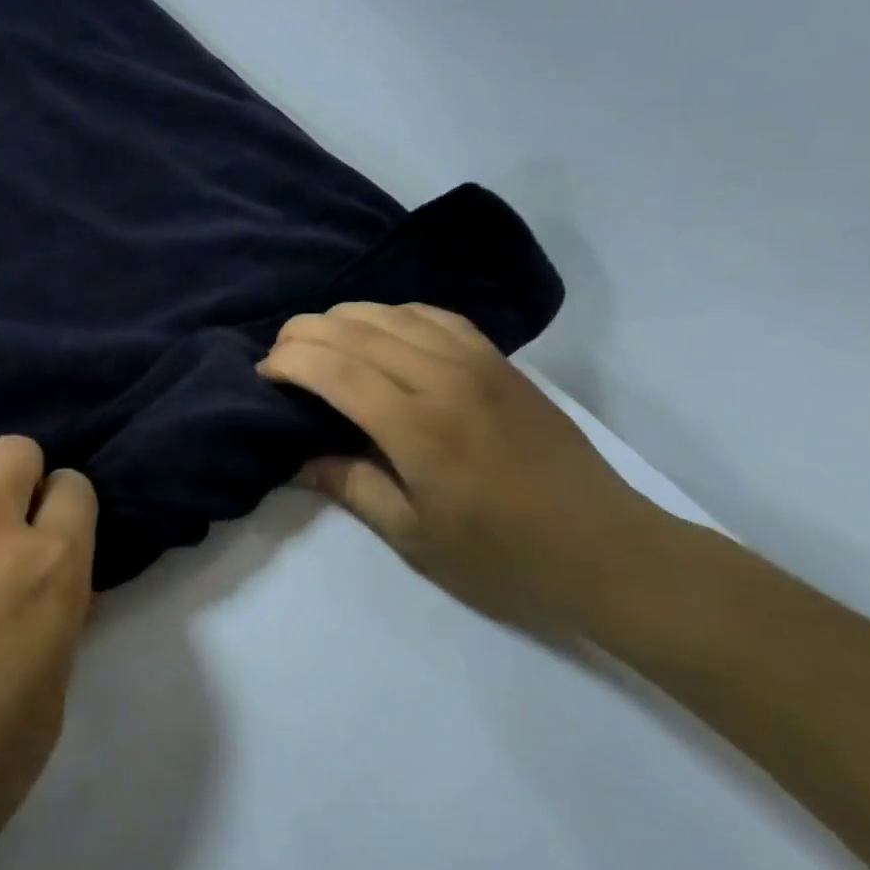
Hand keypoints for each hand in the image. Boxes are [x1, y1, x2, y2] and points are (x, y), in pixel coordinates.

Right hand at [259, 302, 671, 633]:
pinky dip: (393, 314)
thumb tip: (299, 459)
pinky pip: (434, 316)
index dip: (289, 361)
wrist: (605, 549)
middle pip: (355, 329)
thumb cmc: (501, 556)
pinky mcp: (500, 360)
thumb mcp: (413, 536)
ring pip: (391, 313)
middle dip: (304, 333)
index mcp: (417, 427)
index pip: (333, 369)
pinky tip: (380, 331)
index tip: (264, 372)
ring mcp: (477, 362)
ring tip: (319, 340)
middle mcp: (443, 378)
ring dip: (344, 318)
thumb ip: (351, 486)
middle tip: (280, 355)